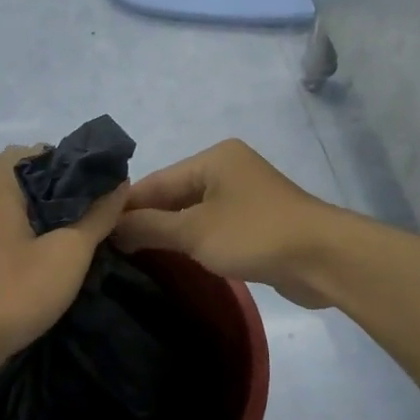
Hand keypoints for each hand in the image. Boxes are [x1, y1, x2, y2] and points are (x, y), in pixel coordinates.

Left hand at [0, 145, 126, 373]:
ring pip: (2, 198)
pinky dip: (11, 228)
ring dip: (30, 210)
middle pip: (20, 172)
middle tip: (79, 218)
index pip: (43, 151)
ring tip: (59, 238)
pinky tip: (31, 257)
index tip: (97, 198)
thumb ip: (97, 215)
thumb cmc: (11, 292)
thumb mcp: (68, 254)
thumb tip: (119, 181)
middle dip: (51, 189)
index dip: (75, 170)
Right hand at [114, 139, 343, 306]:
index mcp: (213, 158)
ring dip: (168, 234)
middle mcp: (227, 169)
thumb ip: (149, 227)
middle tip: (111, 250)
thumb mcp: (194, 232)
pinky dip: (193, 241)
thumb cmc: (255, 235)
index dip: (126, 207)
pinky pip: (212, 227)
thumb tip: (110, 227)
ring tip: (133, 258)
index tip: (96, 232)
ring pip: (193, 213)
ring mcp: (244, 196)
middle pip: (173, 195)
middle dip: (146, 222)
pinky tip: (172, 260)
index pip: (156, 181)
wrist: (323, 259)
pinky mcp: (256, 222)